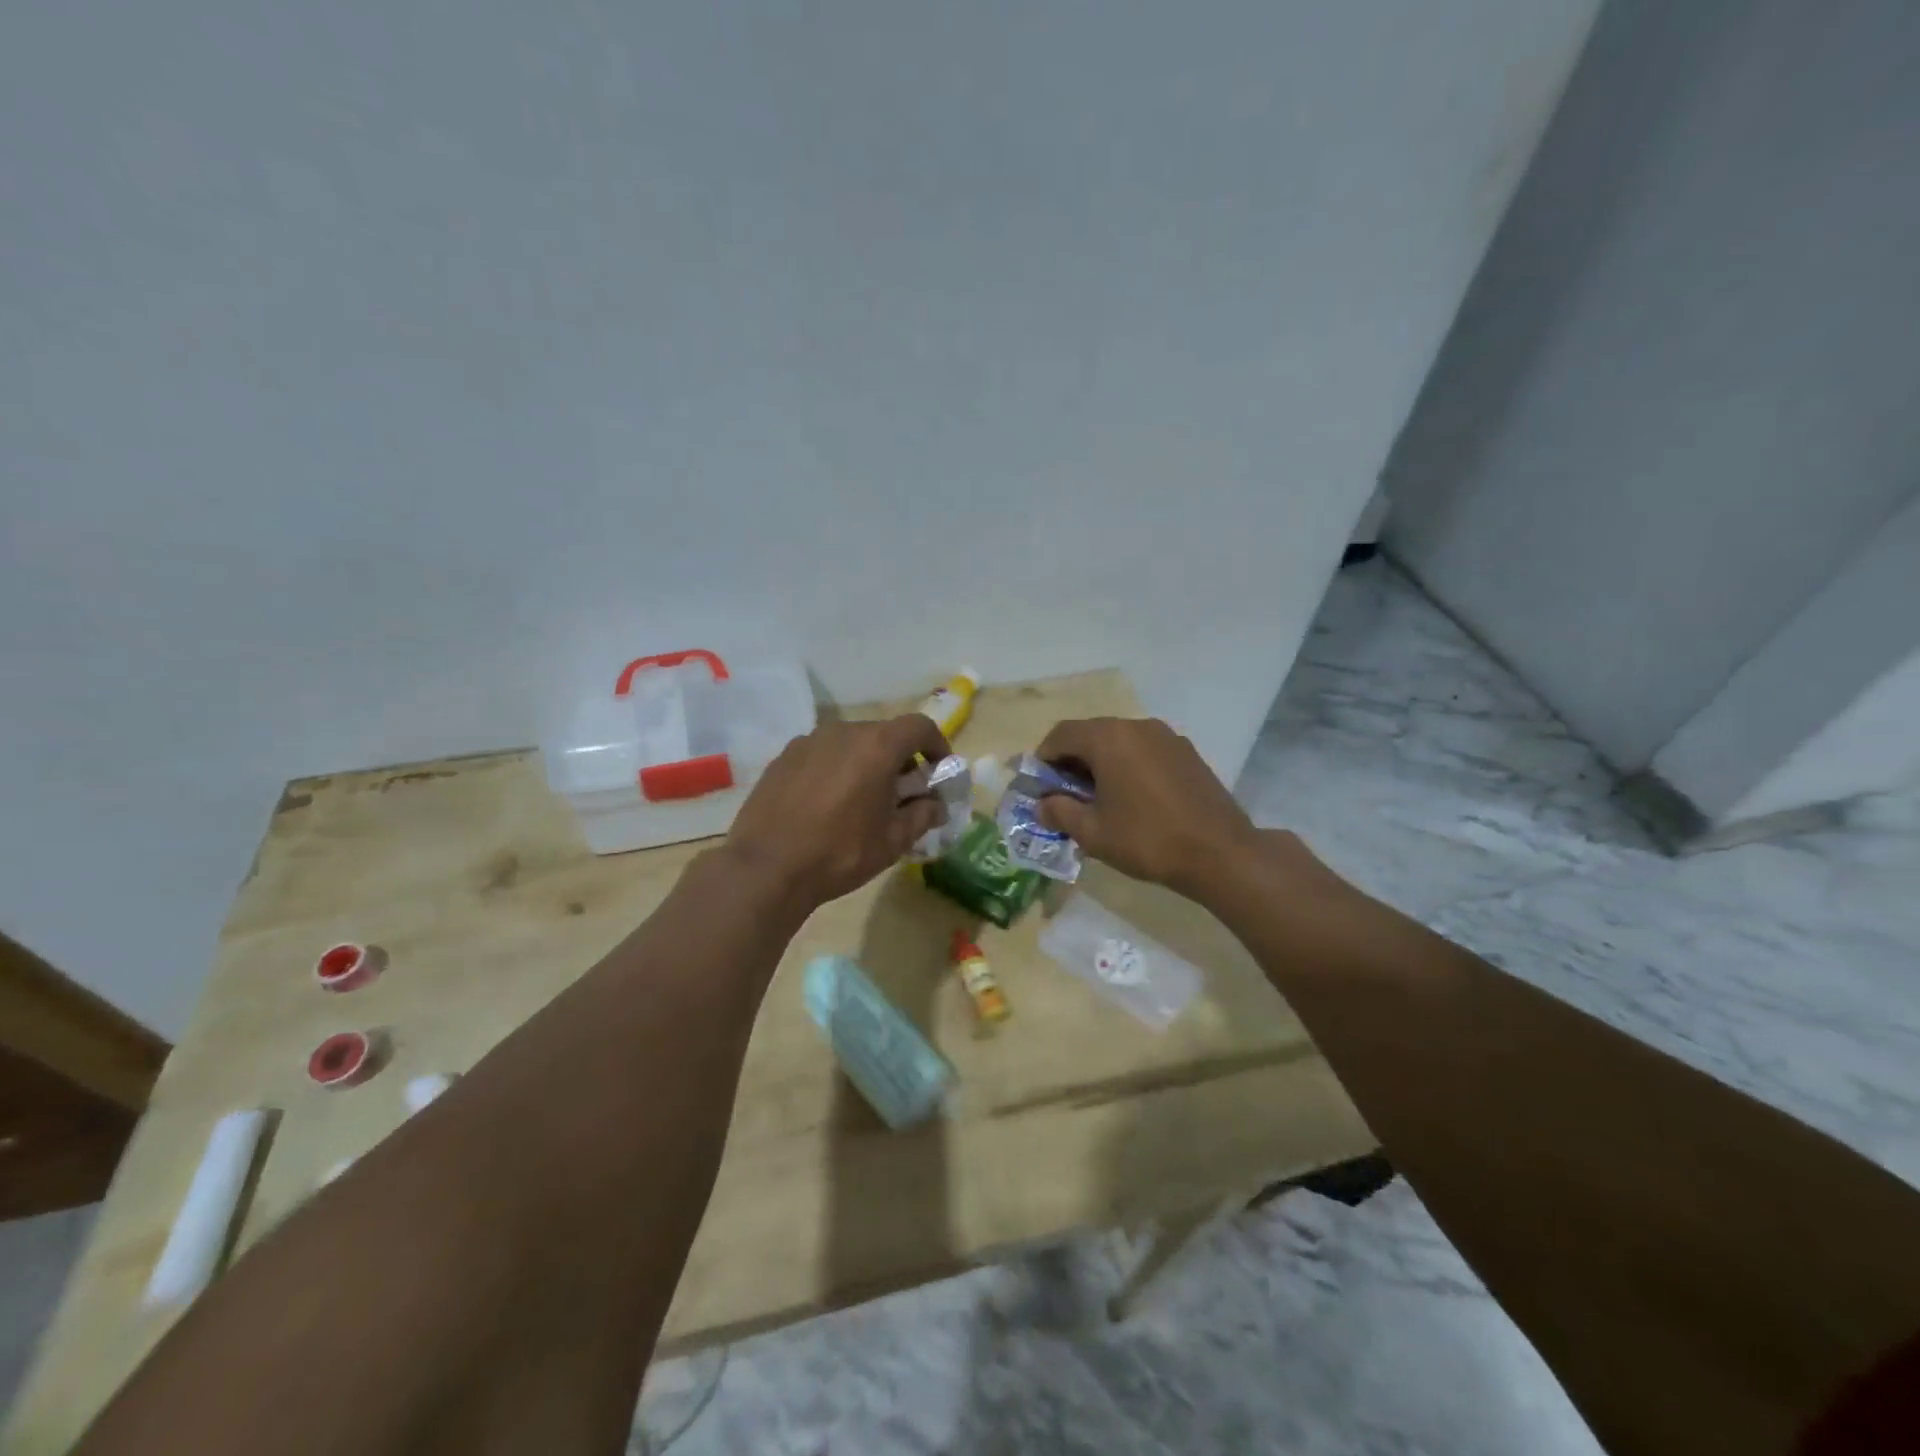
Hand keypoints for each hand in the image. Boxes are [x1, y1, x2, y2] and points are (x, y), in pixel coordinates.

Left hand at [725, 715, 951, 908]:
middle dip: (901, 759)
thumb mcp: (892, 841)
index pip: (919, 726)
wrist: (766, 868)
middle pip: (884, 734)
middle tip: (904, 792)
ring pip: (850, 743)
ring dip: (866, 763)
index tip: (939, 770)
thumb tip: (935, 805)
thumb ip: (922, 815)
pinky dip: (836, 769)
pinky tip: (828, 803)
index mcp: (876, 746)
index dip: (937, 745)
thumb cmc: (840, 853)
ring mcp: (808, 741)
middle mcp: (843, 731)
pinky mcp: (783, 757)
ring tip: (863, 799)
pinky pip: (822, 755)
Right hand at [1033, 717, 1258, 896]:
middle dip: (1072, 761)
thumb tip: (1042, 805)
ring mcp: (1166, 737)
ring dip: (1101, 763)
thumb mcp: (1093, 833)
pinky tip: (1133, 798)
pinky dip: (1128, 765)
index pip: (1061, 734)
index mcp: (1109, 738)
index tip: (1040, 787)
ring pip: (1120, 741)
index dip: (1044, 759)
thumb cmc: (1147, 840)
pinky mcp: (1187, 752)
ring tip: (1100, 799)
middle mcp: (1137, 726)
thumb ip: (1060, 812)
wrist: (1221, 853)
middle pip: (1091, 733)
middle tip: (1066, 795)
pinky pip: (1145, 750)